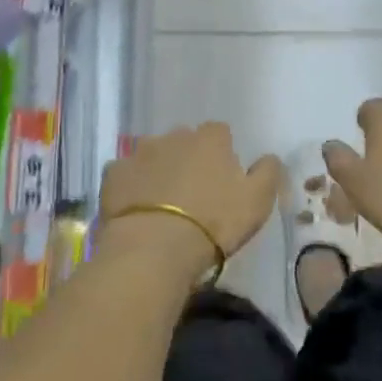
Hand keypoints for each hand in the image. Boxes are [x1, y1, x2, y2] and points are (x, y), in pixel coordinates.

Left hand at [101, 124, 281, 276]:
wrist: (155, 247)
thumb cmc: (214, 223)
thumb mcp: (257, 202)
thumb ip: (267, 173)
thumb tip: (269, 157)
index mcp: (210, 139)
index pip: (220, 133)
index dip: (221, 154)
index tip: (222, 179)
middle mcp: (173, 136)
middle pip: (184, 141)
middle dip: (187, 159)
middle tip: (192, 193)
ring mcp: (138, 152)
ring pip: (152, 155)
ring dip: (158, 170)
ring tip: (160, 202)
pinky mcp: (113, 174)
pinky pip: (125, 174)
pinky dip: (130, 186)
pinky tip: (135, 209)